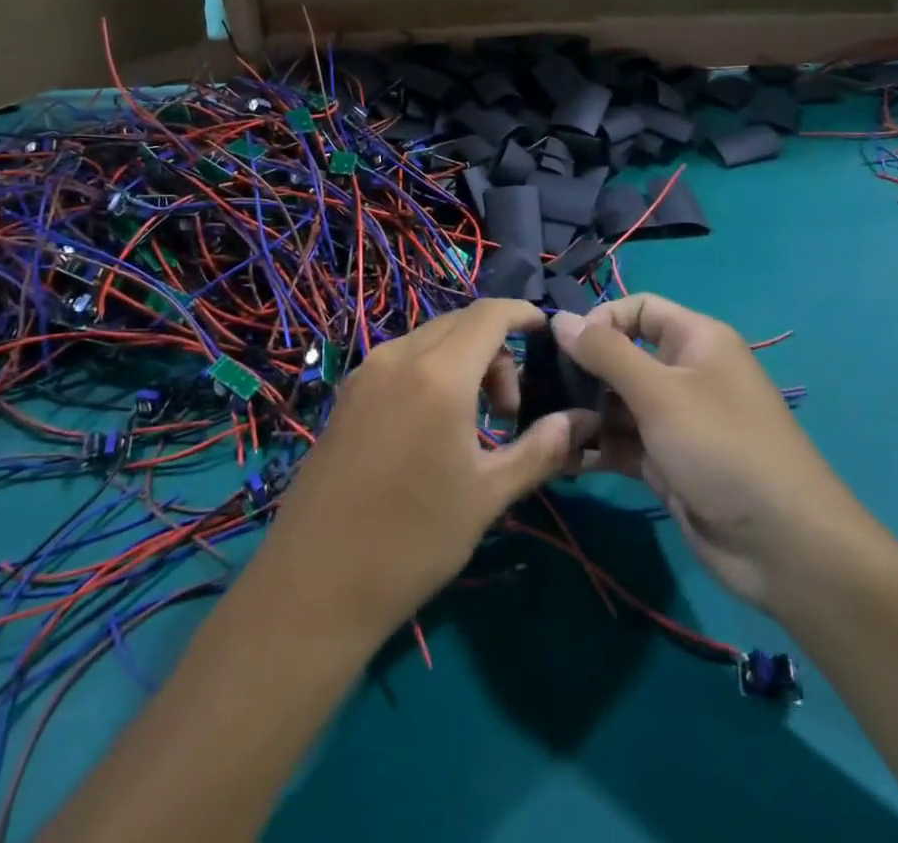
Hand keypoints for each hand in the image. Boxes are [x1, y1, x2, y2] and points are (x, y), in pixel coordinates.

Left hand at [257, 300, 579, 637]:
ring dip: (464, 361)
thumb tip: (583, 421)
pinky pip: (402, 360)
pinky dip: (431, 372)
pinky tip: (432, 427)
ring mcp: (366, 372)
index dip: (524, 313)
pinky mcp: (347, 393)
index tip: (548, 334)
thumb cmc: (412, 540)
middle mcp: (398, 356)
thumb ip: (540, 449)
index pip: (490, 314)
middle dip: (497, 351)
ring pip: (429, 340)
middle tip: (509, 411)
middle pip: (460, 323)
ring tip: (474, 424)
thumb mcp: (488, 496)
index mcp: (438, 374)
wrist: (314, 584)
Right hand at [552, 294, 874, 612]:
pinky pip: (621, 444)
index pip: (639, 309)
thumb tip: (560, 318)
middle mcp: (685, 374)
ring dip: (582, 413)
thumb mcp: (660, 392)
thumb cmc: (722, 447)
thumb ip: (606, 353)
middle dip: (582, 372)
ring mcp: (675, 422)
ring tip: (544, 429)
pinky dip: (594, 448)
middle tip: (540, 391)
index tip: (564, 347)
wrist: (783, 547)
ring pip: (617, 404)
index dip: (601, 320)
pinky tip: (560, 459)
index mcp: (695, 340)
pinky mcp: (666, 464)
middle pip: (622, 357)